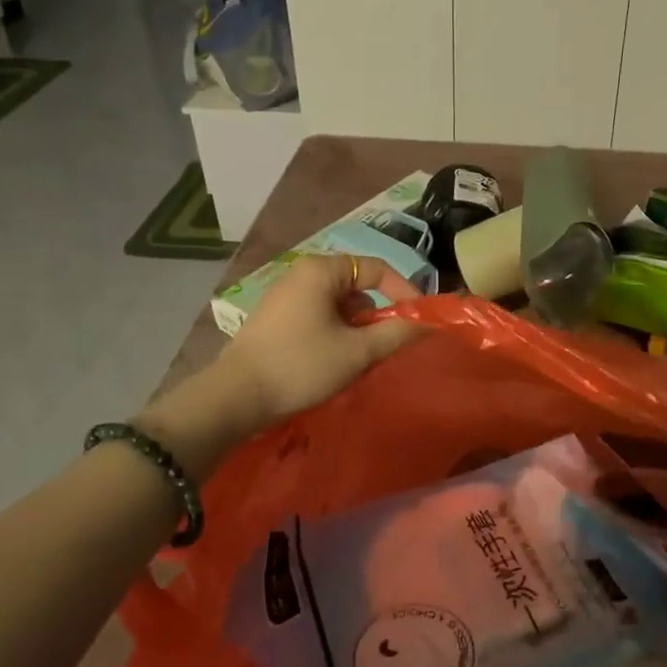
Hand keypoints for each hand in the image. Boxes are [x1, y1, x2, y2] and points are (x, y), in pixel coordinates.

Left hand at [211, 253, 426, 426]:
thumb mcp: (357, 352)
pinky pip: (318, 315)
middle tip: (387, 345)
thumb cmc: (301, 366)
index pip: (377, 269)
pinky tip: (332, 361)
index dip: (404, 292)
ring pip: (337, 304)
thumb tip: (429, 323)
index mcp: (321, 270)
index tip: (418, 320)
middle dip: (377, 315)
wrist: (236, 397)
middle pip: (357, 286)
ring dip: (355, 327)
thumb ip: (397, 333)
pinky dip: (334, 332)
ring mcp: (284, 295)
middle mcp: (301, 274)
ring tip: (359, 358)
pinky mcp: (274, 318)